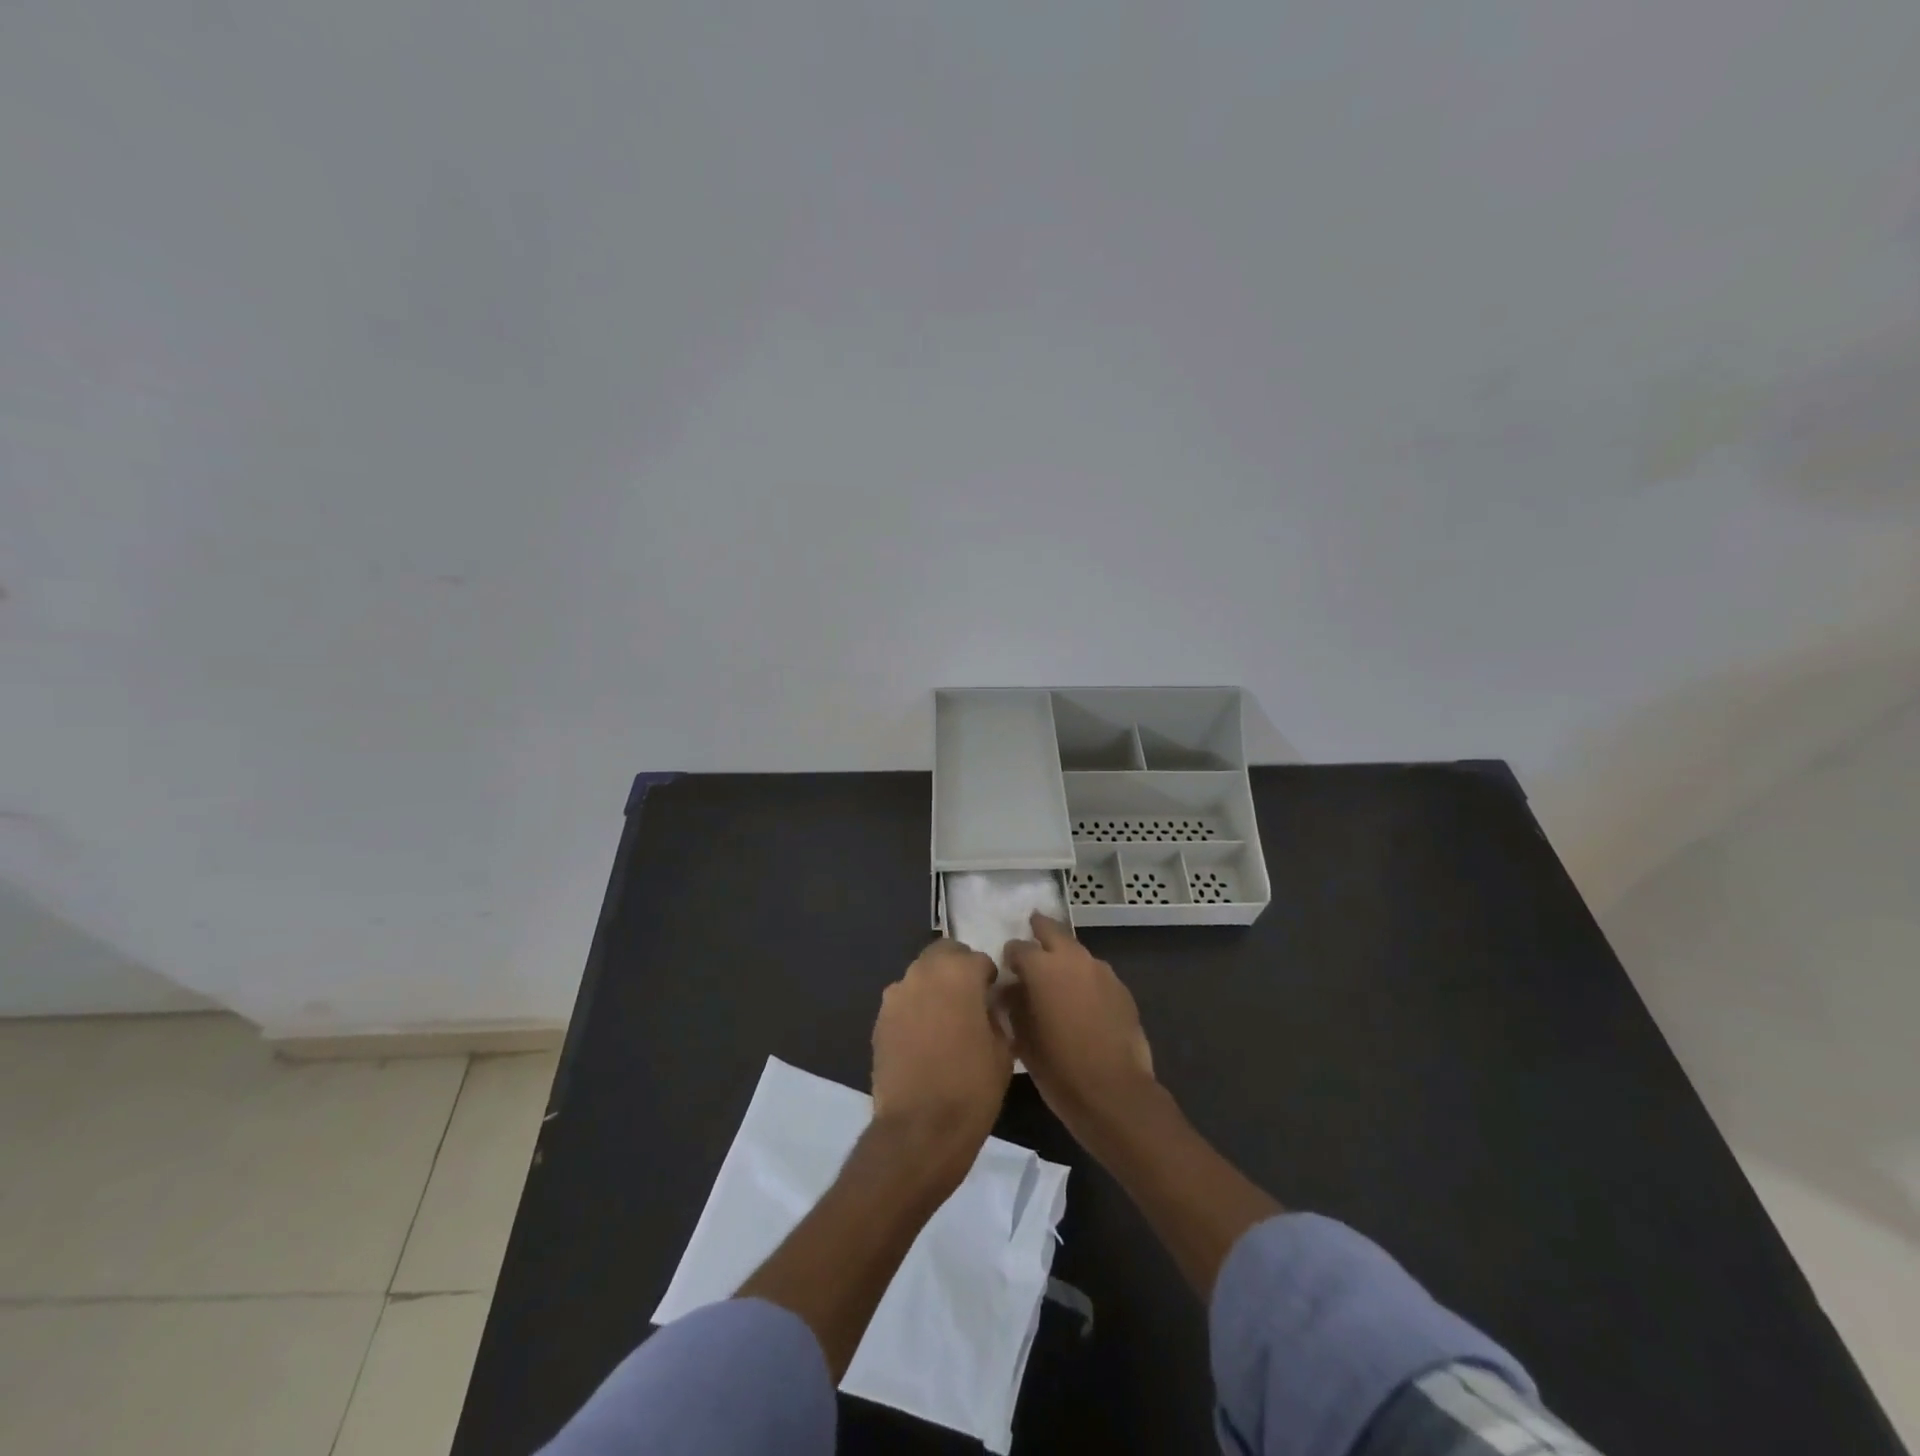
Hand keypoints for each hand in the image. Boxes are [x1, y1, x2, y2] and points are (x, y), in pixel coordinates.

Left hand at [870, 939, 1013, 1192]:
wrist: (919, 1130)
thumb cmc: (971, 1088)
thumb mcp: (1003, 1050)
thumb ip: (996, 1015)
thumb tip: (989, 1005)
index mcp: (959, 973)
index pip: (979, 959)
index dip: (989, 978)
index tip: (993, 999)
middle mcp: (923, 973)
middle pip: (943, 954)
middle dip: (957, 968)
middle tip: (969, 999)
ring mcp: (896, 995)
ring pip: (920, 975)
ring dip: (934, 986)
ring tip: (945, 1020)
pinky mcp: (879, 1019)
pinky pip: (903, 1001)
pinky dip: (915, 1009)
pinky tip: (924, 1039)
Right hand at [1003, 913, 1156, 1138]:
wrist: (1115, 1093)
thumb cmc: (1059, 1069)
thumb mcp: (1022, 1039)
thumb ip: (1012, 1005)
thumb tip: (1009, 989)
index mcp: (1042, 967)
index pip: (1018, 947)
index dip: (1010, 957)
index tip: (1006, 969)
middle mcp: (1073, 959)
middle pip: (1052, 931)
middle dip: (1039, 931)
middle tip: (1031, 935)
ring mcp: (1101, 971)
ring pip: (1077, 952)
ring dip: (1064, 958)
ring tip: (1056, 979)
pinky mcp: (1122, 989)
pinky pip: (1096, 974)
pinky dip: (1084, 979)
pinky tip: (1081, 1002)